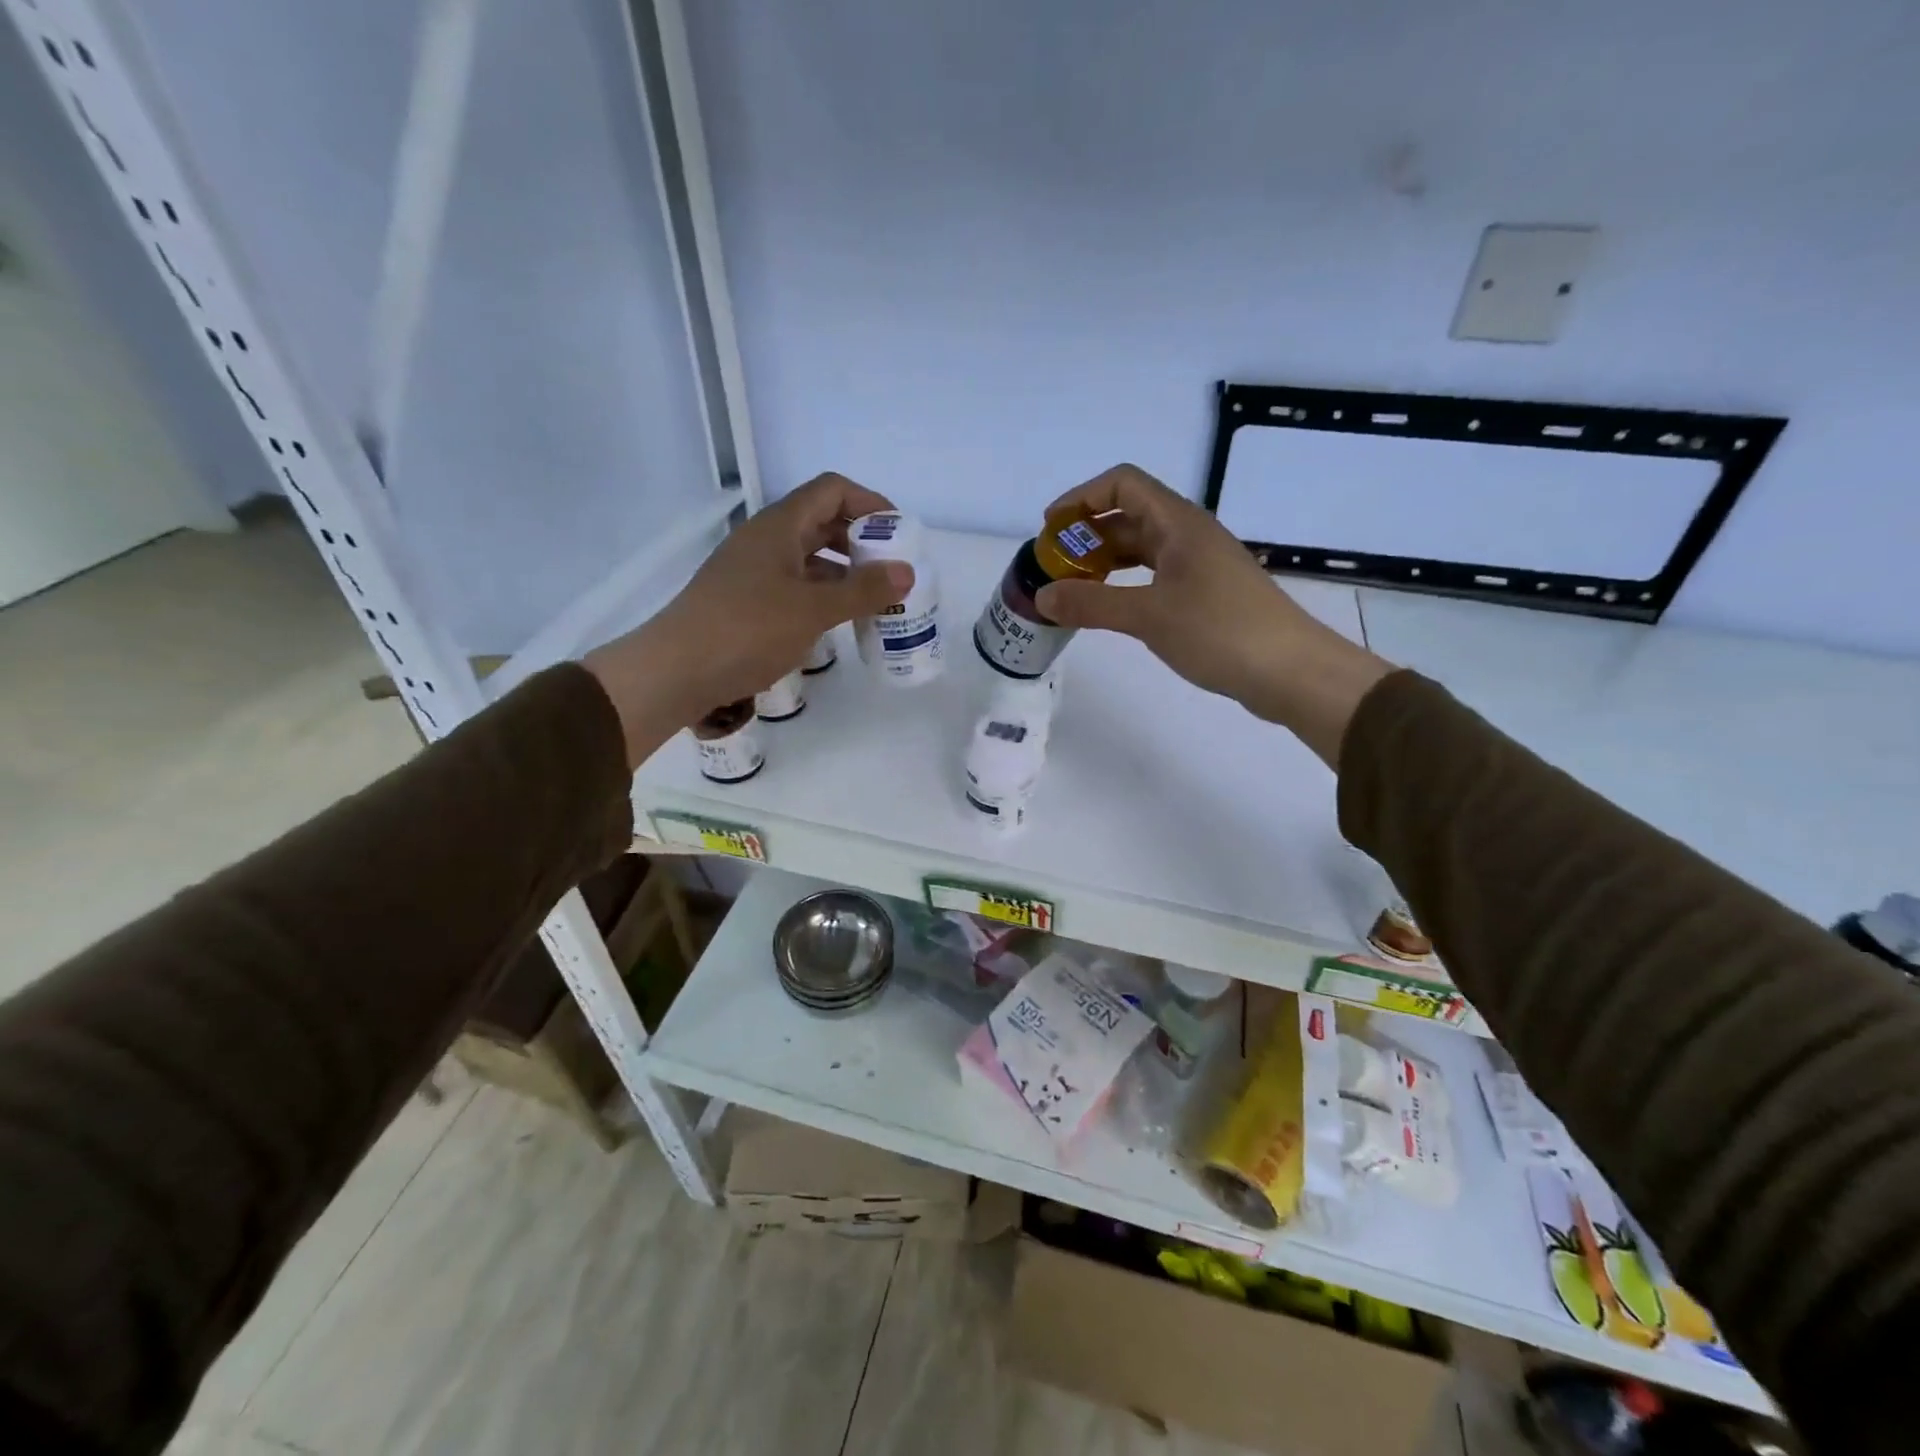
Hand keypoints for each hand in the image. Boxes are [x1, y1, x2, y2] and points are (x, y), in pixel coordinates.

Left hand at [585, 474, 912, 765]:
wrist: (676, 671)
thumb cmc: (747, 630)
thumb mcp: (813, 609)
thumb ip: (862, 590)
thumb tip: (907, 572)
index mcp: (779, 526)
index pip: (832, 490)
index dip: (870, 502)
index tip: (900, 532)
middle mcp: (765, 540)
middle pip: (821, 523)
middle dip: (862, 541)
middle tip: (893, 569)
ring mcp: (753, 571)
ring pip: (809, 558)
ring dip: (844, 572)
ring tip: (875, 599)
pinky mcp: (746, 602)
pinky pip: (795, 586)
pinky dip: (822, 596)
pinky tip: (838, 621)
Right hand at [1033, 464, 1393, 764]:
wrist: (1290, 671)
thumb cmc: (1219, 631)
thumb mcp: (1147, 615)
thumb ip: (1091, 603)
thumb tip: (1042, 595)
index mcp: (1179, 523)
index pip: (1122, 484)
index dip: (1081, 497)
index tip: (1050, 528)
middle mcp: (1190, 534)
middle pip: (1130, 515)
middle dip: (1088, 534)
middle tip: (1055, 566)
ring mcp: (1201, 565)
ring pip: (1143, 548)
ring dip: (1106, 561)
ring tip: (1075, 588)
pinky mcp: (1207, 594)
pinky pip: (1156, 575)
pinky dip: (1127, 584)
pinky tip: (1111, 608)